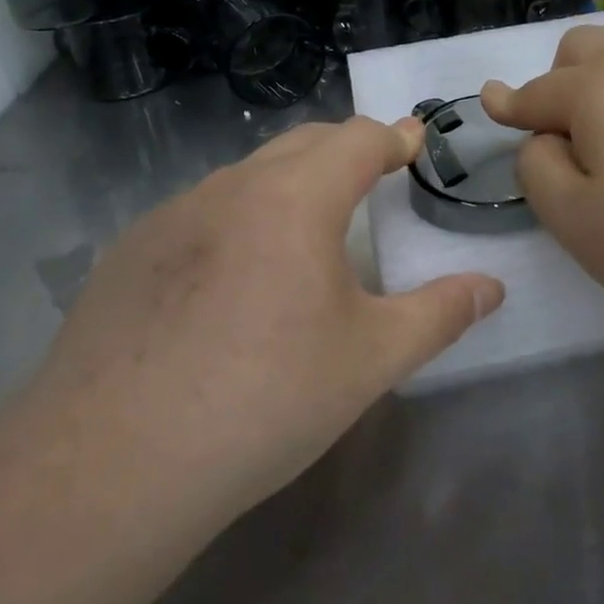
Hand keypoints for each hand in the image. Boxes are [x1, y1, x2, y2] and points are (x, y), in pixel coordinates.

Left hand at [20, 117, 504, 554]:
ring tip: (307, 227)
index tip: (415, 143)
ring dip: (289, 181)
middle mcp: (233, 186)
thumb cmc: (264, 400)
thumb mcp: (371, 359)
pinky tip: (232, 278)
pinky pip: (202, 211)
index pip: (359, 138)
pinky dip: (238, 217)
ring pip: (248, 174)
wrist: (111, 465)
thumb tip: (492, 287)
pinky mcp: (130, 251)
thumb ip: (441, 314)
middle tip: (374, 177)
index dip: (395, 137)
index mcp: (297, 197)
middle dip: (347, 150)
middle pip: (304, 142)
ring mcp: (173, 214)